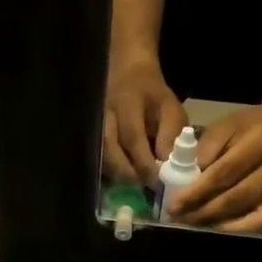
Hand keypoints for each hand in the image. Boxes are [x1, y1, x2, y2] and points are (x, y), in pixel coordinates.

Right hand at [102, 58, 188, 184]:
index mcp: (128, 103)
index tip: (158, 182)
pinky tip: (121, 178)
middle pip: (109, 149)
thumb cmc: (154, 97)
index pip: (133, 137)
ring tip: (133, 185)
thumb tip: (169, 167)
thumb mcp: (171, 109)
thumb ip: (171, 135)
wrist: (128, 74)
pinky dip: (108, 170)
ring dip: (116, 174)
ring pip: (99, 154)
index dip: (144, 163)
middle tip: (143, 187)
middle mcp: (105, 114)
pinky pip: (95, 156)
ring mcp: (93, 123)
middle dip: (127, 172)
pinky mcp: (90, 132)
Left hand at [167, 101, 261, 230]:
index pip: (222, 173)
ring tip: (192, 223)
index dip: (196, 192)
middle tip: (179, 218)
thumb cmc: (250, 126)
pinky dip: (239, 229)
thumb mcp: (225, 126)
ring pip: (246, 212)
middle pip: (234, 197)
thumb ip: (205, 150)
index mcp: (259, 141)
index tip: (174, 205)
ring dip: (215, 221)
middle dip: (202, 211)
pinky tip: (218, 228)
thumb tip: (185, 180)